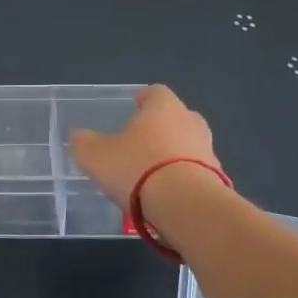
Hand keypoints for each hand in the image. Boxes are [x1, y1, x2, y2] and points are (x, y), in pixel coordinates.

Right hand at [69, 84, 220, 210]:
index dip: (144, 98)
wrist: (186, 206)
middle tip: (140, 143)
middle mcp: (191, 122)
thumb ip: (84, 142)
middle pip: (176, 117)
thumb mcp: (95, 155)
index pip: (156, 92)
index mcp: (164, 107)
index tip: (133, 106)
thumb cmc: (137, 168)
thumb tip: (79, 137)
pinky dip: (182, 179)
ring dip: (172, 155)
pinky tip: (165, 196)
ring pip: (188, 146)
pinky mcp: (218, 180)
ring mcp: (209, 151)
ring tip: (151, 175)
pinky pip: (196, 173)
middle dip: (160, 127)